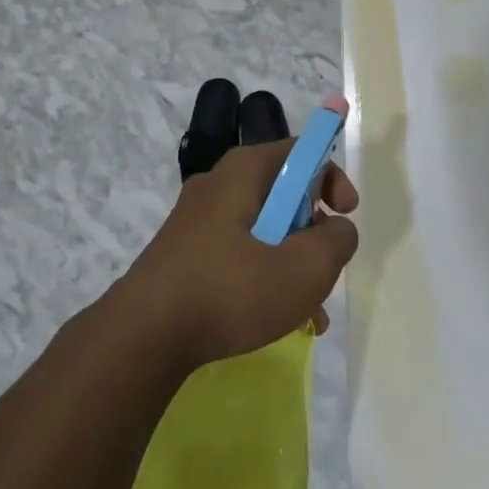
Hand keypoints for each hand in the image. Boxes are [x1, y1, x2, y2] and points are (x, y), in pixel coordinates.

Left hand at [116, 139, 358, 367]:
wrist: (143, 337)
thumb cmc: (230, 291)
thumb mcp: (304, 268)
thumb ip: (336, 240)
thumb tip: (337, 228)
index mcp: (244, 171)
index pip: (300, 151)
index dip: (332, 178)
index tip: (345, 214)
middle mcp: (218, 184)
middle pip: (283, 193)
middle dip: (313, 233)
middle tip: (324, 269)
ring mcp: (197, 220)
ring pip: (264, 229)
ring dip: (291, 263)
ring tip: (308, 312)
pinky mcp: (186, 253)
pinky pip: (238, 252)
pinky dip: (263, 276)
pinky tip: (275, 319)